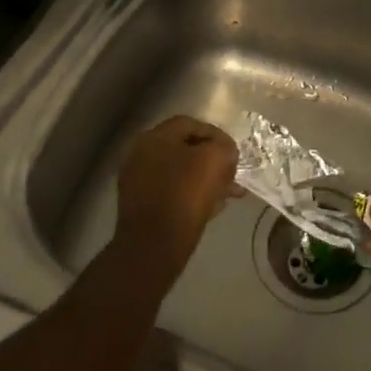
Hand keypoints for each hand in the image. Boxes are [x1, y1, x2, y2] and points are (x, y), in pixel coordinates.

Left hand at [114, 116, 241, 276]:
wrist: (154, 246)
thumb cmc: (186, 194)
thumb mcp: (216, 160)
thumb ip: (225, 147)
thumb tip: (225, 152)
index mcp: (156, 137)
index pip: (192, 124)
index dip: (217, 136)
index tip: (233, 153)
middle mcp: (142, 153)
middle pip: (185, 149)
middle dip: (212, 160)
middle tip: (232, 174)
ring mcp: (137, 180)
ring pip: (180, 173)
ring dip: (205, 179)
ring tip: (228, 194)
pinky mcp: (140, 206)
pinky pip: (172, 192)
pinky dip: (191, 196)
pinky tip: (212, 208)